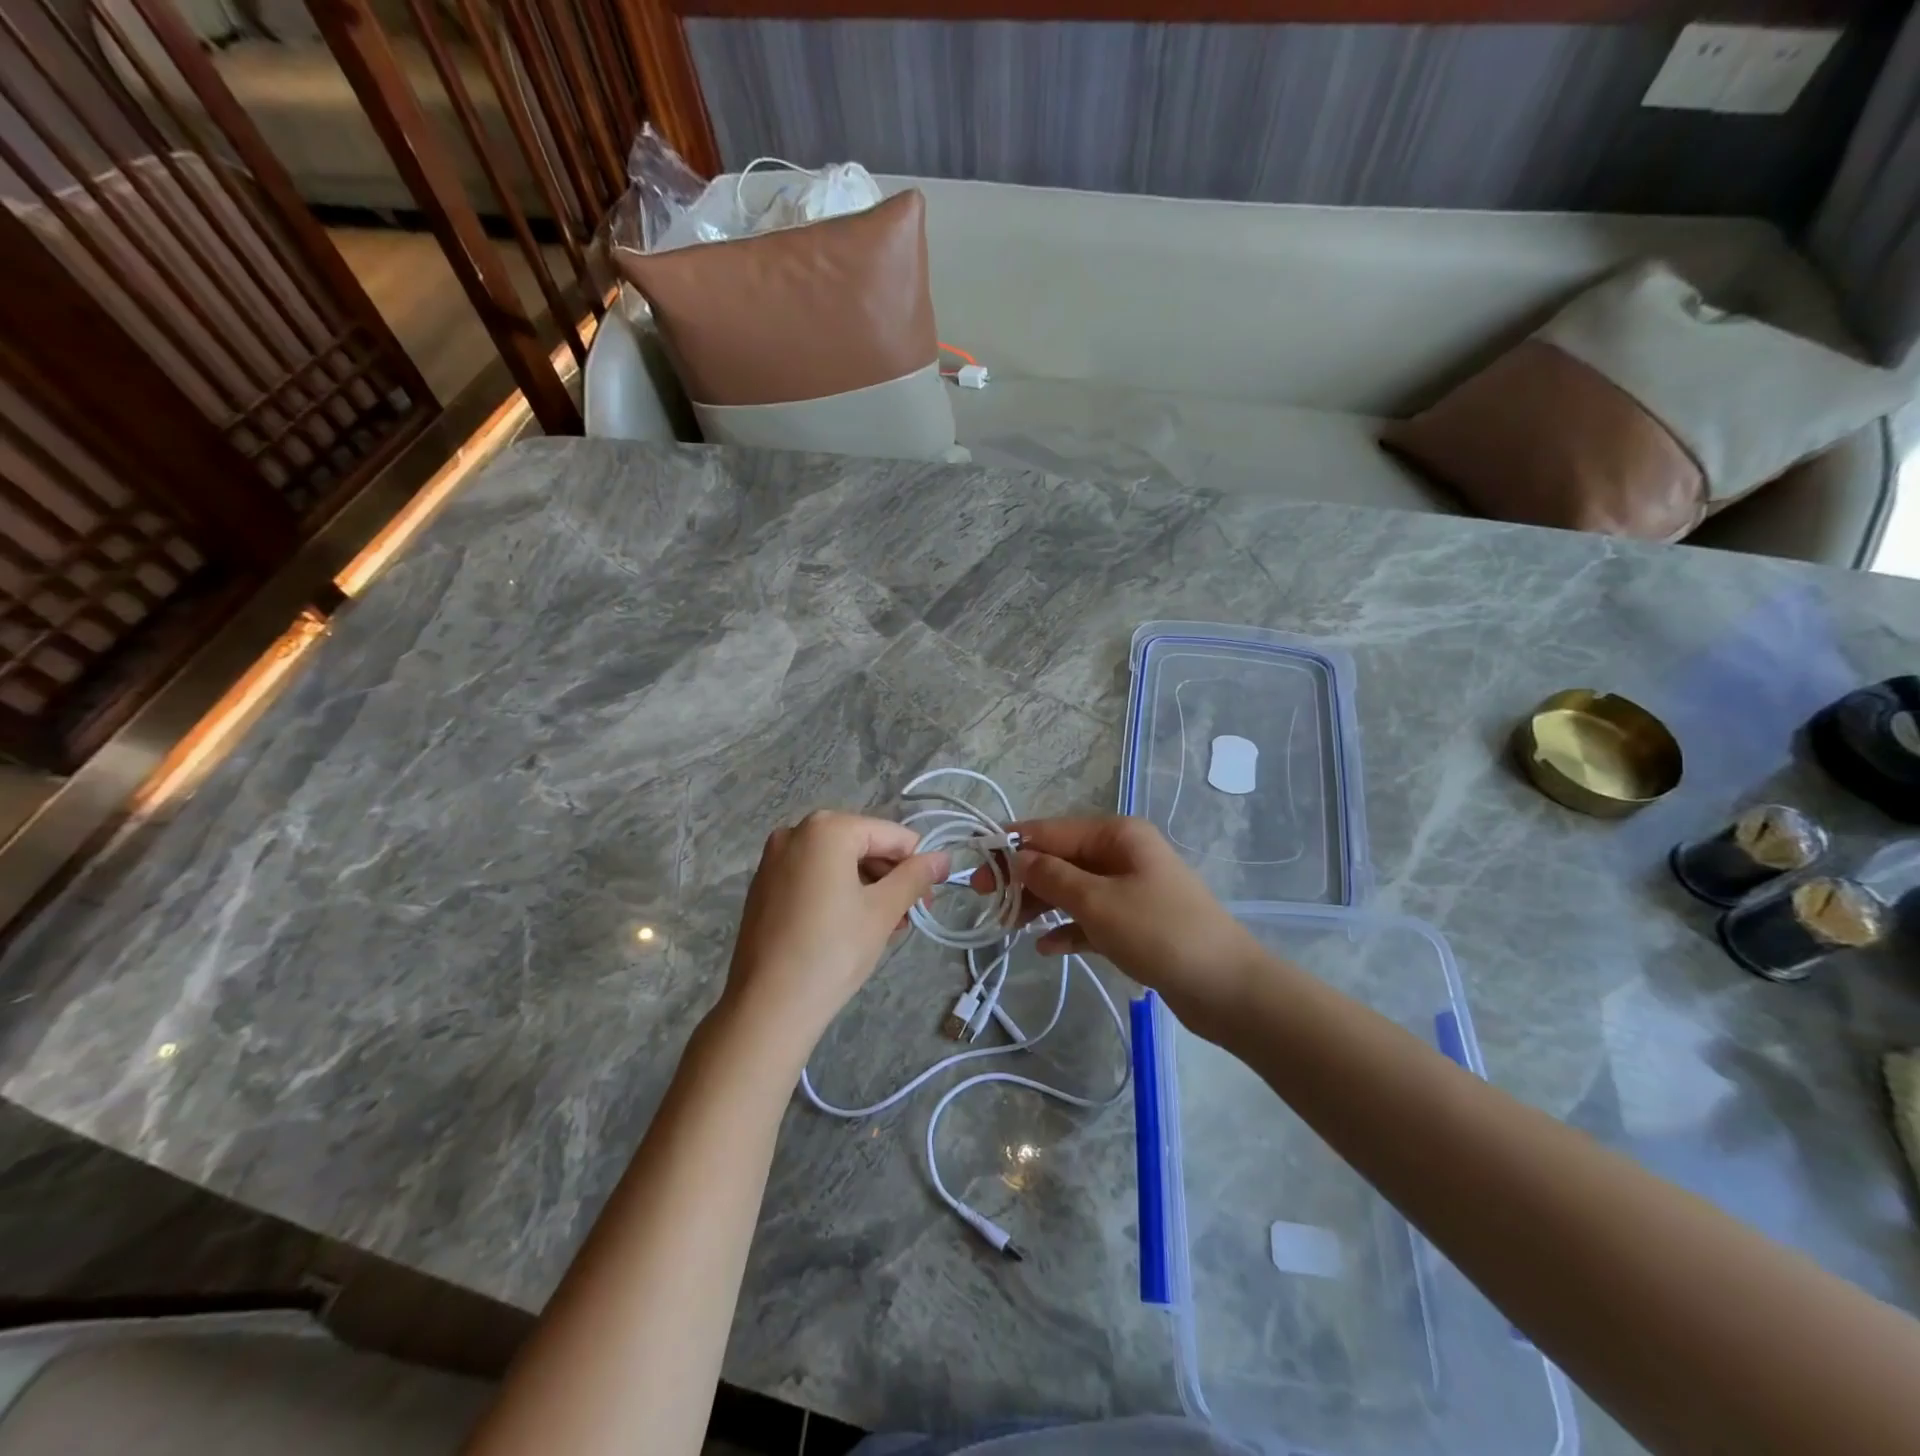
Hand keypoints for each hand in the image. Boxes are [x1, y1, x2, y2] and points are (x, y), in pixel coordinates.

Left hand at [721, 811, 948, 1059]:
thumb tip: (943, 858)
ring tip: (885, 927)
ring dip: (868, 887)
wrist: (768, 1006)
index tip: (929, 900)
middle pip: (862, 845)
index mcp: (827, 828)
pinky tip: (851, 927)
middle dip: (890, 877)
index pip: (891, 835)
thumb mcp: (883, 911)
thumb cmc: (833, 951)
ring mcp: (774, 859)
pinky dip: (838, 893)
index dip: (917, 864)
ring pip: (838, 862)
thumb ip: (915, 876)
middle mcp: (796, 832)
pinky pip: (813, 877)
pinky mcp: (763, 886)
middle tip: (908, 917)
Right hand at [988, 817, 1267, 1033]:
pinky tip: (1046, 948)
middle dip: (1024, 878)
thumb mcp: (1097, 902)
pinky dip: (1068, 928)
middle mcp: (1123, 854)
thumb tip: (1017, 856)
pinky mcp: (1136, 923)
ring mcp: (1131, 888)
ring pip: (1073, 889)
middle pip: (1060, 858)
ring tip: (1008, 927)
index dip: (1011, 846)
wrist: (1228, 988)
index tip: (975, 866)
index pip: (1051, 830)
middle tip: (985, 902)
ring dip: (1041, 904)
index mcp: (1117, 835)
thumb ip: (1052, 876)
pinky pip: (1091, 918)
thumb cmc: (1160, 933)